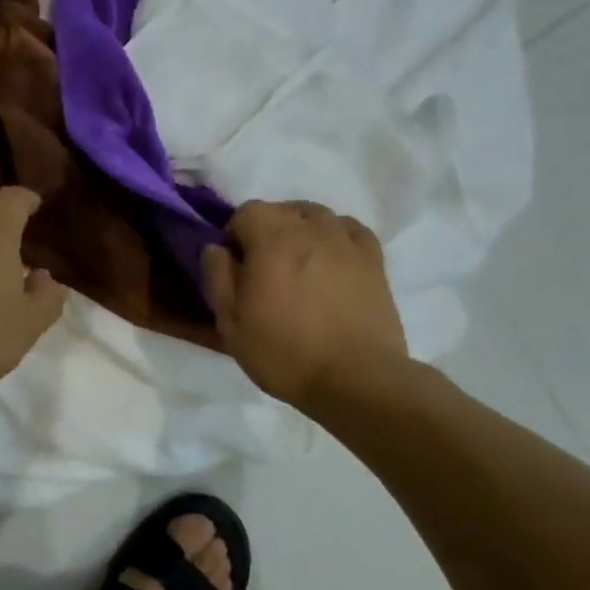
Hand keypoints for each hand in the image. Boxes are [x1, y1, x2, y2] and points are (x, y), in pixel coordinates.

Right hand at [202, 200, 409, 409]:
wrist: (355, 378)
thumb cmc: (284, 351)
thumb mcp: (230, 321)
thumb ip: (217, 276)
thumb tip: (216, 247)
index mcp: (272, 238)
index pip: (246, 211)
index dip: (235, 235)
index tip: (236, 266)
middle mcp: (311, 228)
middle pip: (282, 210)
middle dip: (268, 230)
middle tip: (265, 269)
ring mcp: (347, 241)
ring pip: (317, 216)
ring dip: (301, 230)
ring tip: (299, 263)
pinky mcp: (374, 260)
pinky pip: (349, 229)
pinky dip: (335, 236)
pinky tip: (331, 260)